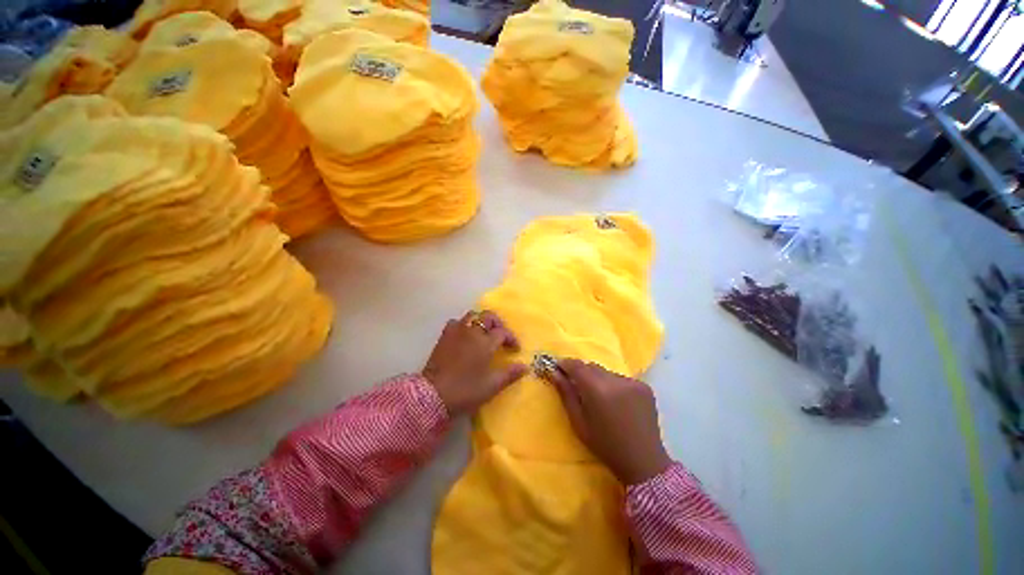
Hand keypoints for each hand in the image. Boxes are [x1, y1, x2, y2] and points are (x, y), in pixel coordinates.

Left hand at [422, 311, 527, 415]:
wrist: (432, 395)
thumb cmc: (465, 390)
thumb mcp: (491, 386)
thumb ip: (510, 374)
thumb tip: (525, 366)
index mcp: (485, 342)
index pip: (503, 332)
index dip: (511, 339)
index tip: (515, 350)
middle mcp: (471, 331)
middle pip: (488, 316)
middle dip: (498, 324)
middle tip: (501, 337)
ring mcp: (456, 331)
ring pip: (472, 315)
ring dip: (481, 321)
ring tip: (484, 334)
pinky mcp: (444, 336)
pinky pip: (457, 322)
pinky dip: (464, 325)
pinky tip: (465, 336)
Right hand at [549, 359, 671, 484]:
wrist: (643, 462)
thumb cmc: (605, 445)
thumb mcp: (578, 422)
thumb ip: (566, 394)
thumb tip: (555, 373)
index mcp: (597, 390)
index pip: (577, 366)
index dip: (566, 364)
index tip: (558, 367)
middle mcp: (616, 381)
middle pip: (592, 367)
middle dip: (582, 372)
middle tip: (576, 385)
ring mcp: (632, 382)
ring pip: (606, 372)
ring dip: (598, 379)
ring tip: (599, 397)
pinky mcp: (644, 386)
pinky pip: (621, 379)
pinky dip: (613, 385)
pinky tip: (616, 401)